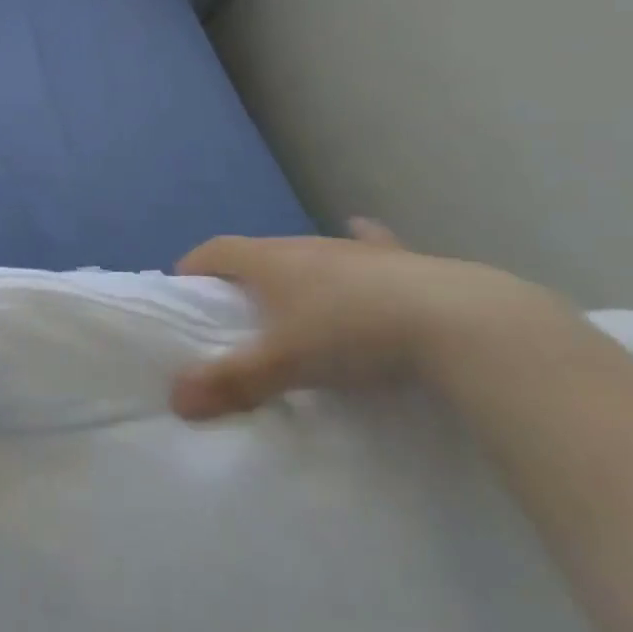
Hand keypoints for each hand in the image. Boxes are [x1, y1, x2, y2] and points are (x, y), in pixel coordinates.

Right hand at [170, 219, 568, 419]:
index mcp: (271, 261)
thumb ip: (231, 382)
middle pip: (260, 252)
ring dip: (295, 270)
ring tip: (293, 295)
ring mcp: (355, 251)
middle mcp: (306, 246)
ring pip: (311, 252)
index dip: (195, 266)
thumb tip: (175, 400)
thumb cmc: (352, 334)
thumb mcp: (285, 365)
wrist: (457, 322)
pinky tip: (362, 232)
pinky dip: (361, 242)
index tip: (185, 291)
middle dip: (243, 275)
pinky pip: (370, 244)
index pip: (217, 250)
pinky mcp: (399, 261)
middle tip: (239, 312)